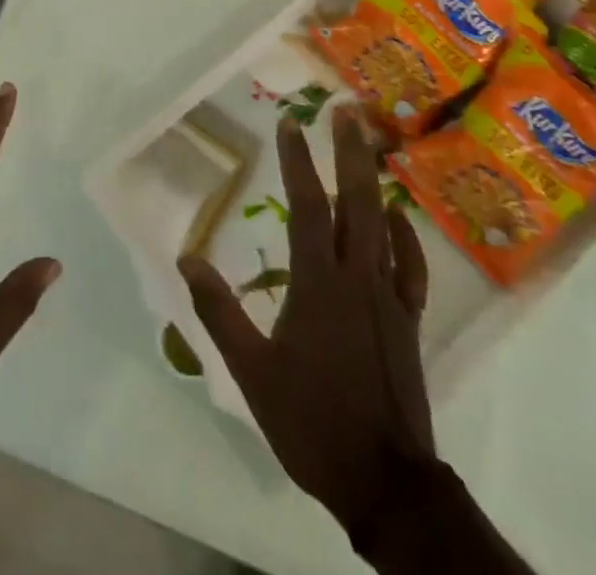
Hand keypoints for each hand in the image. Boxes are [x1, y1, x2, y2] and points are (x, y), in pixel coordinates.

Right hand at [179, 104, 433, 546]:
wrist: (386, 485)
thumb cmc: (312, 422)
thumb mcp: (251, 371)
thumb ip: (219, 311)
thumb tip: (187, 258)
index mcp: (319, 284)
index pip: (309, 207)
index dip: (298, 162)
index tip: (290, 123)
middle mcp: (357, 278)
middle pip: (357, 202)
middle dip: (350, 152)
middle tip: (344, 111)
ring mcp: (388, 298)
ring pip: (384, 225)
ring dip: (374, 181)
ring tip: (368, 145)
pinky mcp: (407, 322)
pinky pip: (408, 267)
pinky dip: (404, 236)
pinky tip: (397, 219)